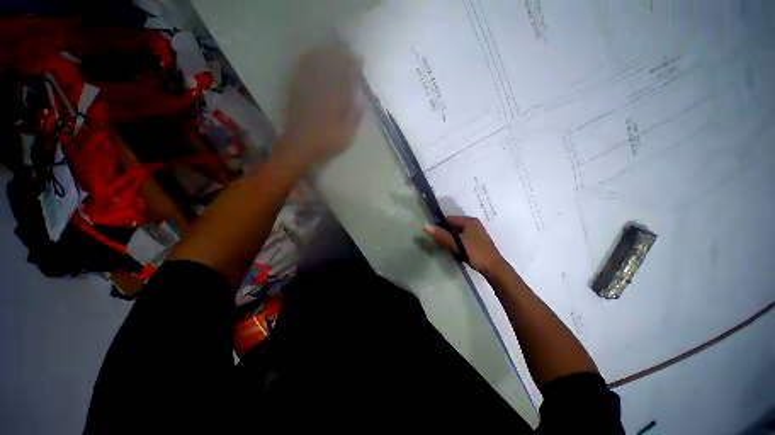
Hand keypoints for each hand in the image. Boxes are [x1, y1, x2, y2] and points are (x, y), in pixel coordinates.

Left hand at [277, 45, 362, 168]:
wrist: (299, 146)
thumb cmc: (325, 143)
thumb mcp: (346, 135)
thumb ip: (353, 118)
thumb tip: (359, 103)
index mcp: (335, 101)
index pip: (346, 79)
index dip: (353, 67)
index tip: (359, 58)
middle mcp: (321, 91)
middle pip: (330, 67)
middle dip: (339, 56)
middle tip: (347, 48)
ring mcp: (306, 89)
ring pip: (315, 65)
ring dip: (324, 54)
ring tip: (331, 48)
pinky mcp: (295, 92)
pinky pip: (301, 71)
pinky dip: (307, 61)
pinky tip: (311, 56)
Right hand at [424, 215, 506, 276]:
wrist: (494, 268)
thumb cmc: (475, 253)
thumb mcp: (456, 244)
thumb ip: (441, 235)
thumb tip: (425, 226)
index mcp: (469, 221)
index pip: (449, 219)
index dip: (440, 226)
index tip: (435, 236)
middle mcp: (473, 223)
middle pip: (454, 225)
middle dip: (446, 233)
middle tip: (441, 243)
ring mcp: (477, 232)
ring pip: (458, 232)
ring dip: (452, 238)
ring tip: (449, 247)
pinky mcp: (478, 240)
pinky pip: (463, 237)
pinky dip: (458, 241)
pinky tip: (457, 250)